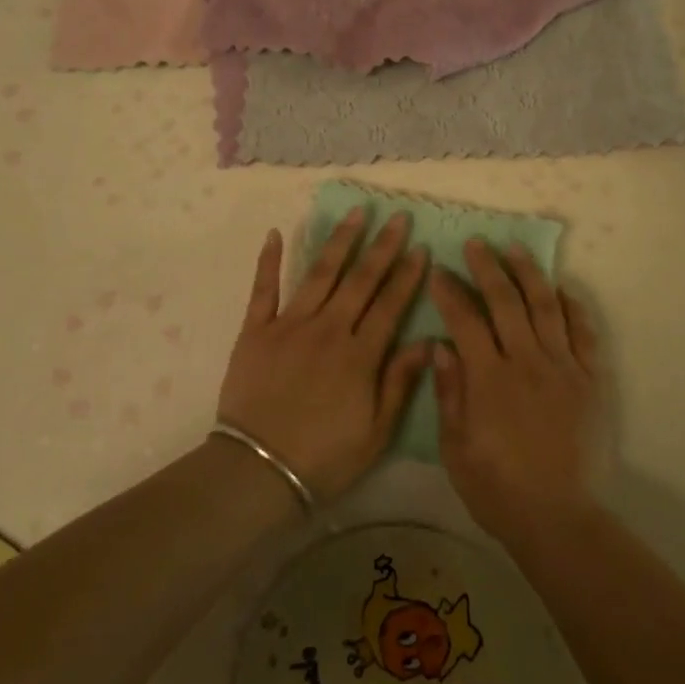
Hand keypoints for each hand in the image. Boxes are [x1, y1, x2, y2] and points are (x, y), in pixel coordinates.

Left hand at [216, 210, 431, 501]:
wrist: (258, 470)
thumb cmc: (324, 458)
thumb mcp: (376, 432)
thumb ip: (400, 382)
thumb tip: (428, 341)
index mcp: (359, 355)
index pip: (390, 305)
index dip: (407, 275)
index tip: (420, 247)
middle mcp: (327, 330)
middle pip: (360, 280)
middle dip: (381, 246)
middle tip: (396, 216)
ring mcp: (289, 325)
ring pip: (319, 274)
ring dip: (339, 241)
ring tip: (355, 213)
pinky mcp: (255, 330)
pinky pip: (263, 289)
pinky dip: (269, 260)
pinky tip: (276, 233)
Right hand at [431, 240, 601, 546]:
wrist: (559, 518)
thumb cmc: (497, 488)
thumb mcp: (455, 448)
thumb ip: (449, 393)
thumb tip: (440, 346)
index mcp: (489, 379)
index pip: (465, 321)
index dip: (449, 293)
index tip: (438, 272)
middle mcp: (526, 362)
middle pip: (506, 301)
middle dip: (487, 268)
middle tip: (476, 244)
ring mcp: (563, 368)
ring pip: (546, 307)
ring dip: (529, 274)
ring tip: (516, 249)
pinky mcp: (590, 380)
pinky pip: (583, 333)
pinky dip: (573, 307)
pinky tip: (562, 289)